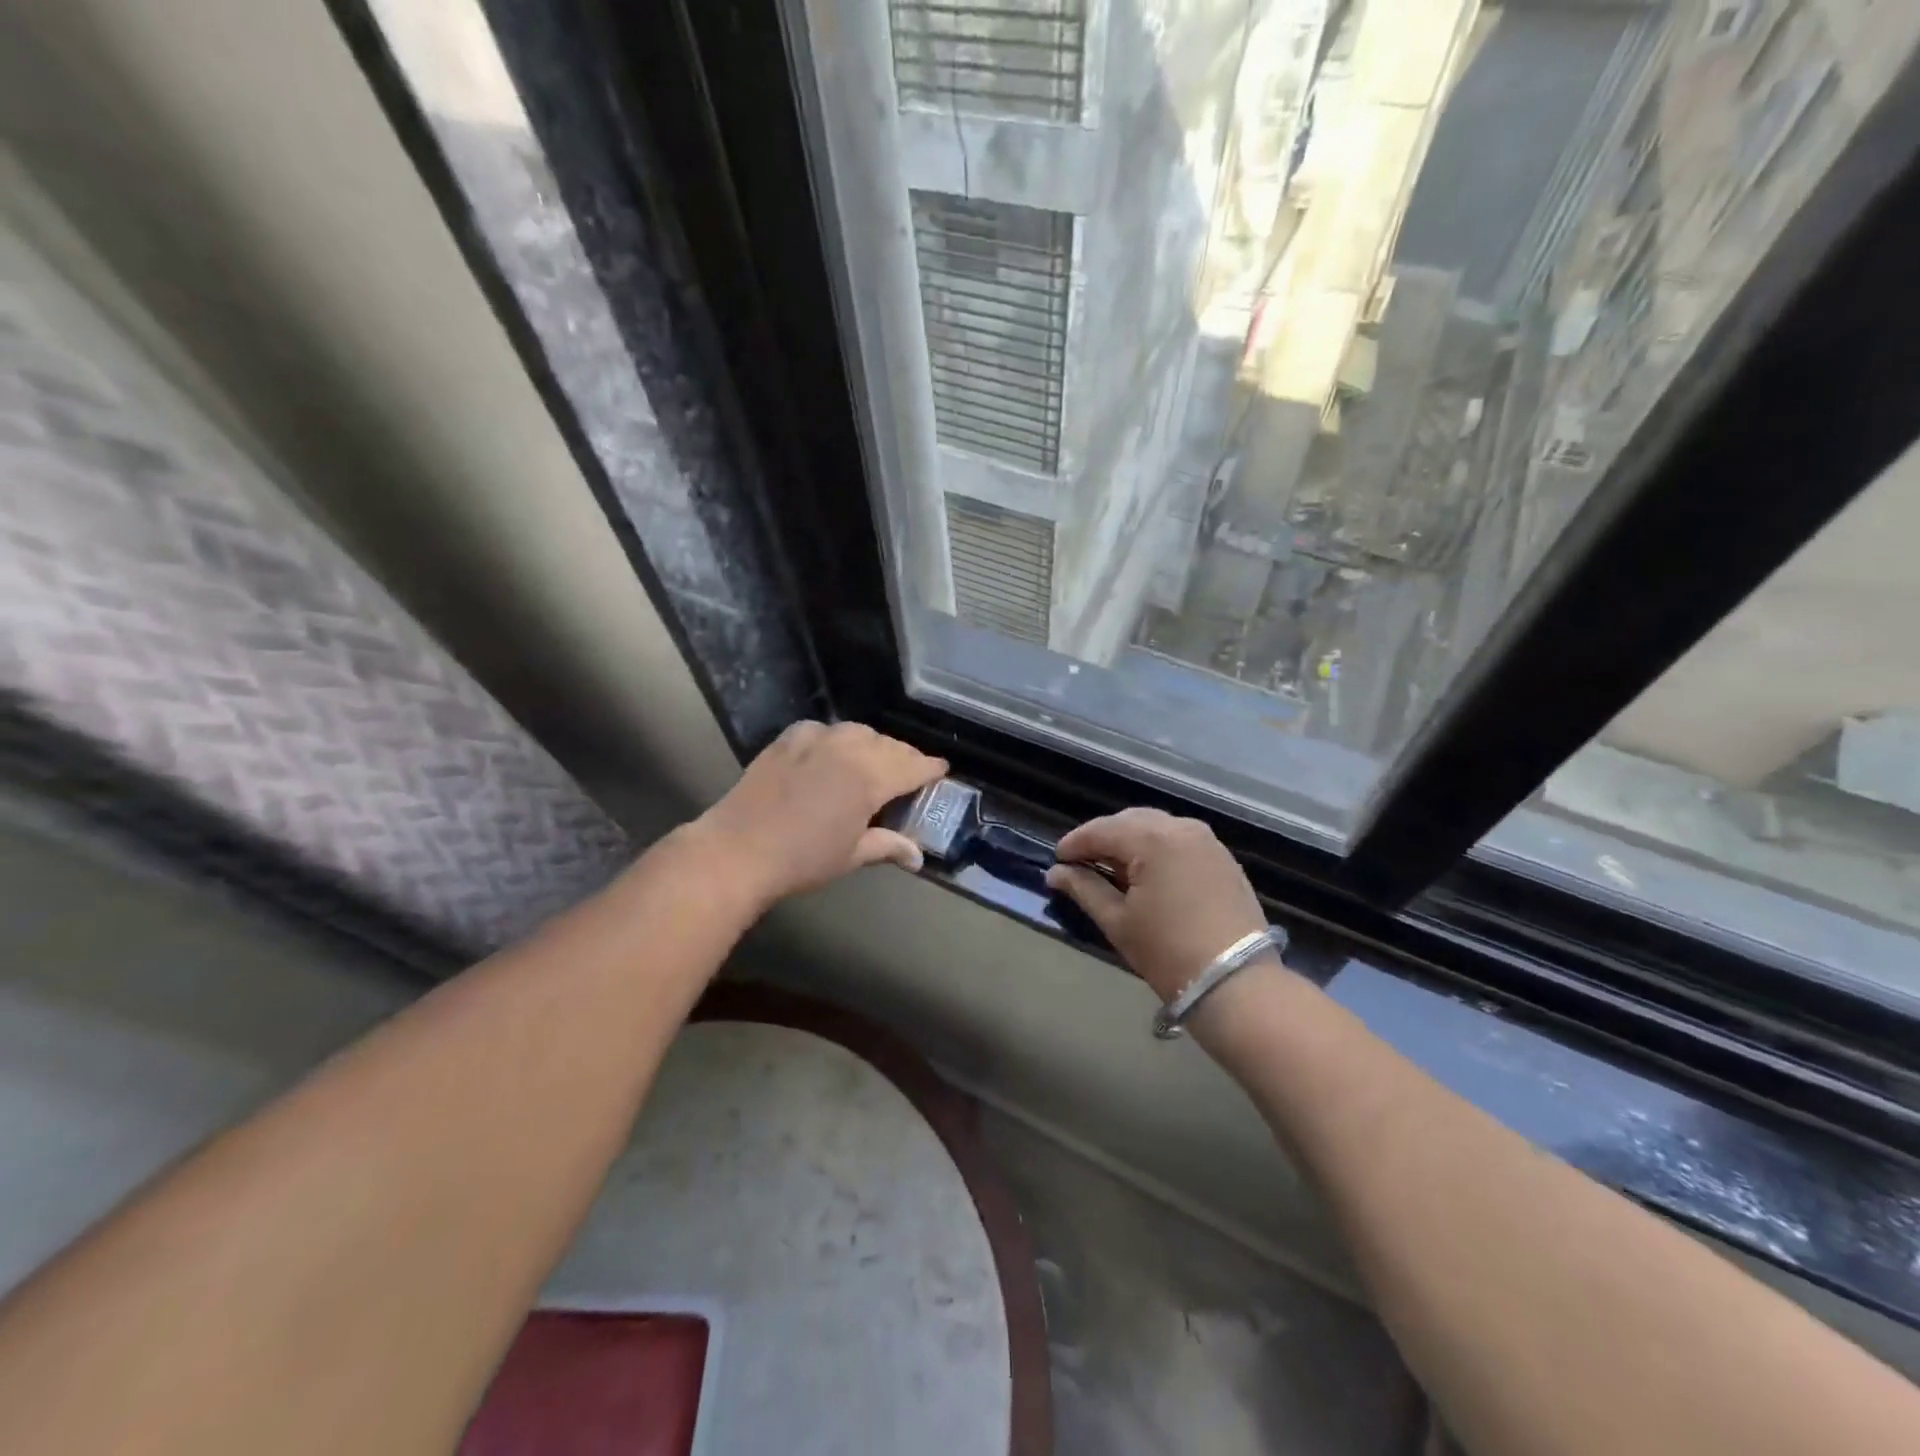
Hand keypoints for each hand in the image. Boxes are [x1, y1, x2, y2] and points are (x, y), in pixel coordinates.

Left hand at [693, 721, 946, 908]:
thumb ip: (888, 846)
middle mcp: (848, 750)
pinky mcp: (787, 740)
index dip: (930, 768)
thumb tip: (918, 857)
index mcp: (870, 778)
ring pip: (857, 731)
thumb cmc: (802, 859)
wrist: (737, 850)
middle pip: (888, 745)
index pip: (912, 766)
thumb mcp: (851, 856)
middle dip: (904, 756)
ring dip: (872, 743)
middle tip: (910, 771)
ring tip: (873, 760)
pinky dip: (835, 738)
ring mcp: (815, 740)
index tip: (942, 770)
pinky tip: (831, 751)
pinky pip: (822, 729)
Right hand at [1045, 809, 1269, 1004]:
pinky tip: (1147, 873)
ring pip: (1157, 827)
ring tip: (1112, 868)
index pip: (1102, 830)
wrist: (1237, 983)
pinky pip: (1180, 840)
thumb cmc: (1168, 952)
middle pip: (1130, 821)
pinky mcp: (1223, 859)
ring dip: (1131, 841)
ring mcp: (1207, 841)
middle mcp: (1181, 828)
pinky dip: (1157, 848)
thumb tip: (1055, 873)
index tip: (1057, 860)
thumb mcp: (1118, 921)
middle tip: (1082, 863)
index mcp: (1152, 839)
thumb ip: (1084, 889)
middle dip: (1103, 838)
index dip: (1075, 843)